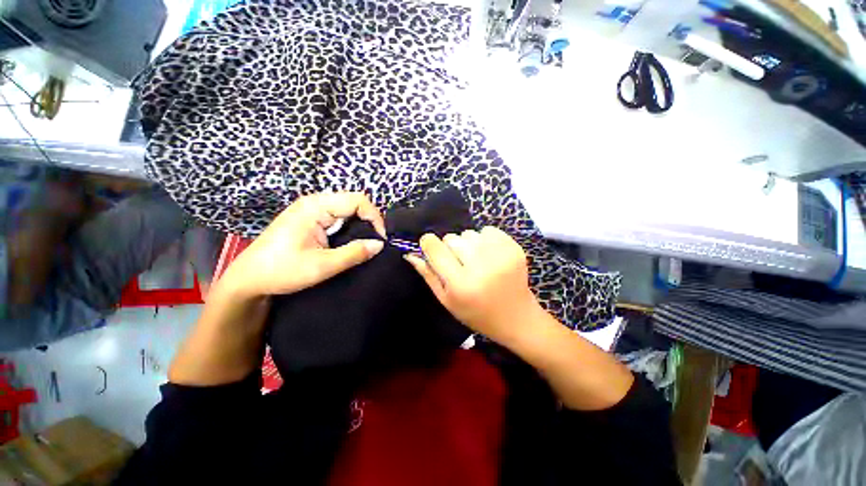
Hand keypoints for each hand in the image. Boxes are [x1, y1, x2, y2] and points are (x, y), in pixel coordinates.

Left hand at [218, 192, 386, 299]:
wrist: (248, 279)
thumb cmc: (282, 271)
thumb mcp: (322, 265)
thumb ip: (354, 253)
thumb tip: (380, 245)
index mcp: (315, 207)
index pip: (357, 200)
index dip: (374, 217)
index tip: (380, 240)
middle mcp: (314, 202)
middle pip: (353, 202)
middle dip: (369, 220)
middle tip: (375, 242)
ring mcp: (311, 209)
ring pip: (347, 209)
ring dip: (360, 224)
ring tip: (365, 243)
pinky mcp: (310, 218)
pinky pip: (338, 216)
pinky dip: (350, 227)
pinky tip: (350, 241)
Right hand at [405, 227, 540, 346]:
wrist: (516, 317)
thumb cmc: (476, 313)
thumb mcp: (447, 300)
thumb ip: (428, 275)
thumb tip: (410, 254)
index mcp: (461, 284)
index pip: (435, 248)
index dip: (428, 244)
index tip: (430, 248)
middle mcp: (481, 267)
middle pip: (452, 238)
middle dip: (450, 247)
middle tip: (459, 263)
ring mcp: (500, 256)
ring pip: (469, 233)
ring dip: (467, 243)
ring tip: (475, 260)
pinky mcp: (514, 248)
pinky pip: (488, 230)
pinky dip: (484, 239)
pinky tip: (489, 255)